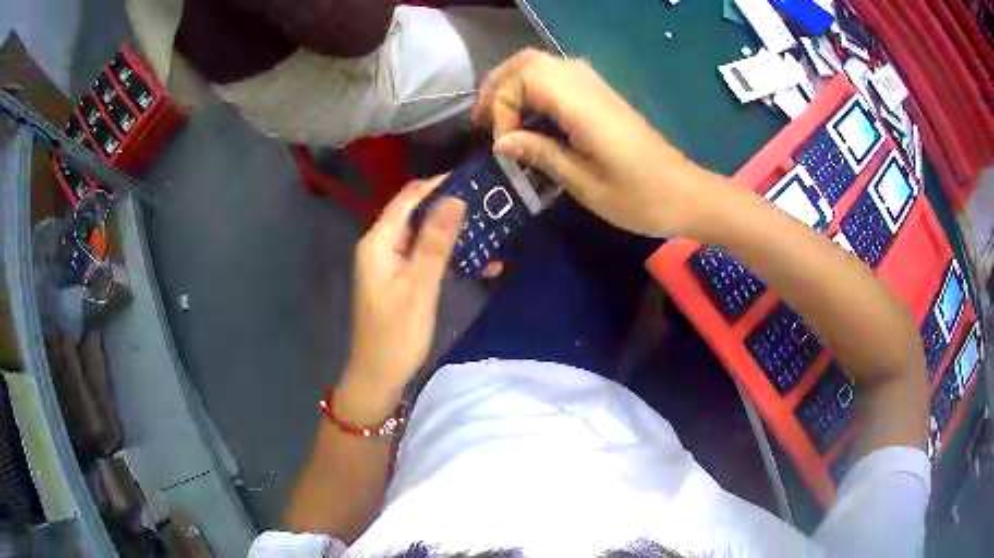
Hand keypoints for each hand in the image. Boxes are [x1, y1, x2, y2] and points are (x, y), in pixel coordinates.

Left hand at [342, 178, 464, 418]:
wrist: (378, 375)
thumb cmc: (397, 333)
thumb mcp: (420, 285)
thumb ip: (436, 241)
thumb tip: (455, 198)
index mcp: (378, 241)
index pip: (408, 198)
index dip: (437, 183)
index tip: (472, 177)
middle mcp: (380, 245)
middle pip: (416, 213)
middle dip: (450, 206)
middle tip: (487, 203)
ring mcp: (388, 263)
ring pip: (423, 235)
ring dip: (453, 232)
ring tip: (489, 228)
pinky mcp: (398, 279)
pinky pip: (423, 256)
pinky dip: (446, 255)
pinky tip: (475, 260)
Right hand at [473, 49, 717, 237]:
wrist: (686, 194)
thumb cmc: (639, 199)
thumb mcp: (584, 184)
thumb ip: (541, 154)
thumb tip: (502, 141)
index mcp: (582, 106)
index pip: (524, 78)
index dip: (501, 106)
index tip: (503, 144)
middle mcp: (587, 85)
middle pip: (528, 61)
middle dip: (498, 86)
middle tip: (484, 121)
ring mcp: (596, 86)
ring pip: (542, 64)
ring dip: (513, 85)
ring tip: (499, 119)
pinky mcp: (602, 95)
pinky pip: (557, 77)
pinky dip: (533, 90)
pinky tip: (529, 118)